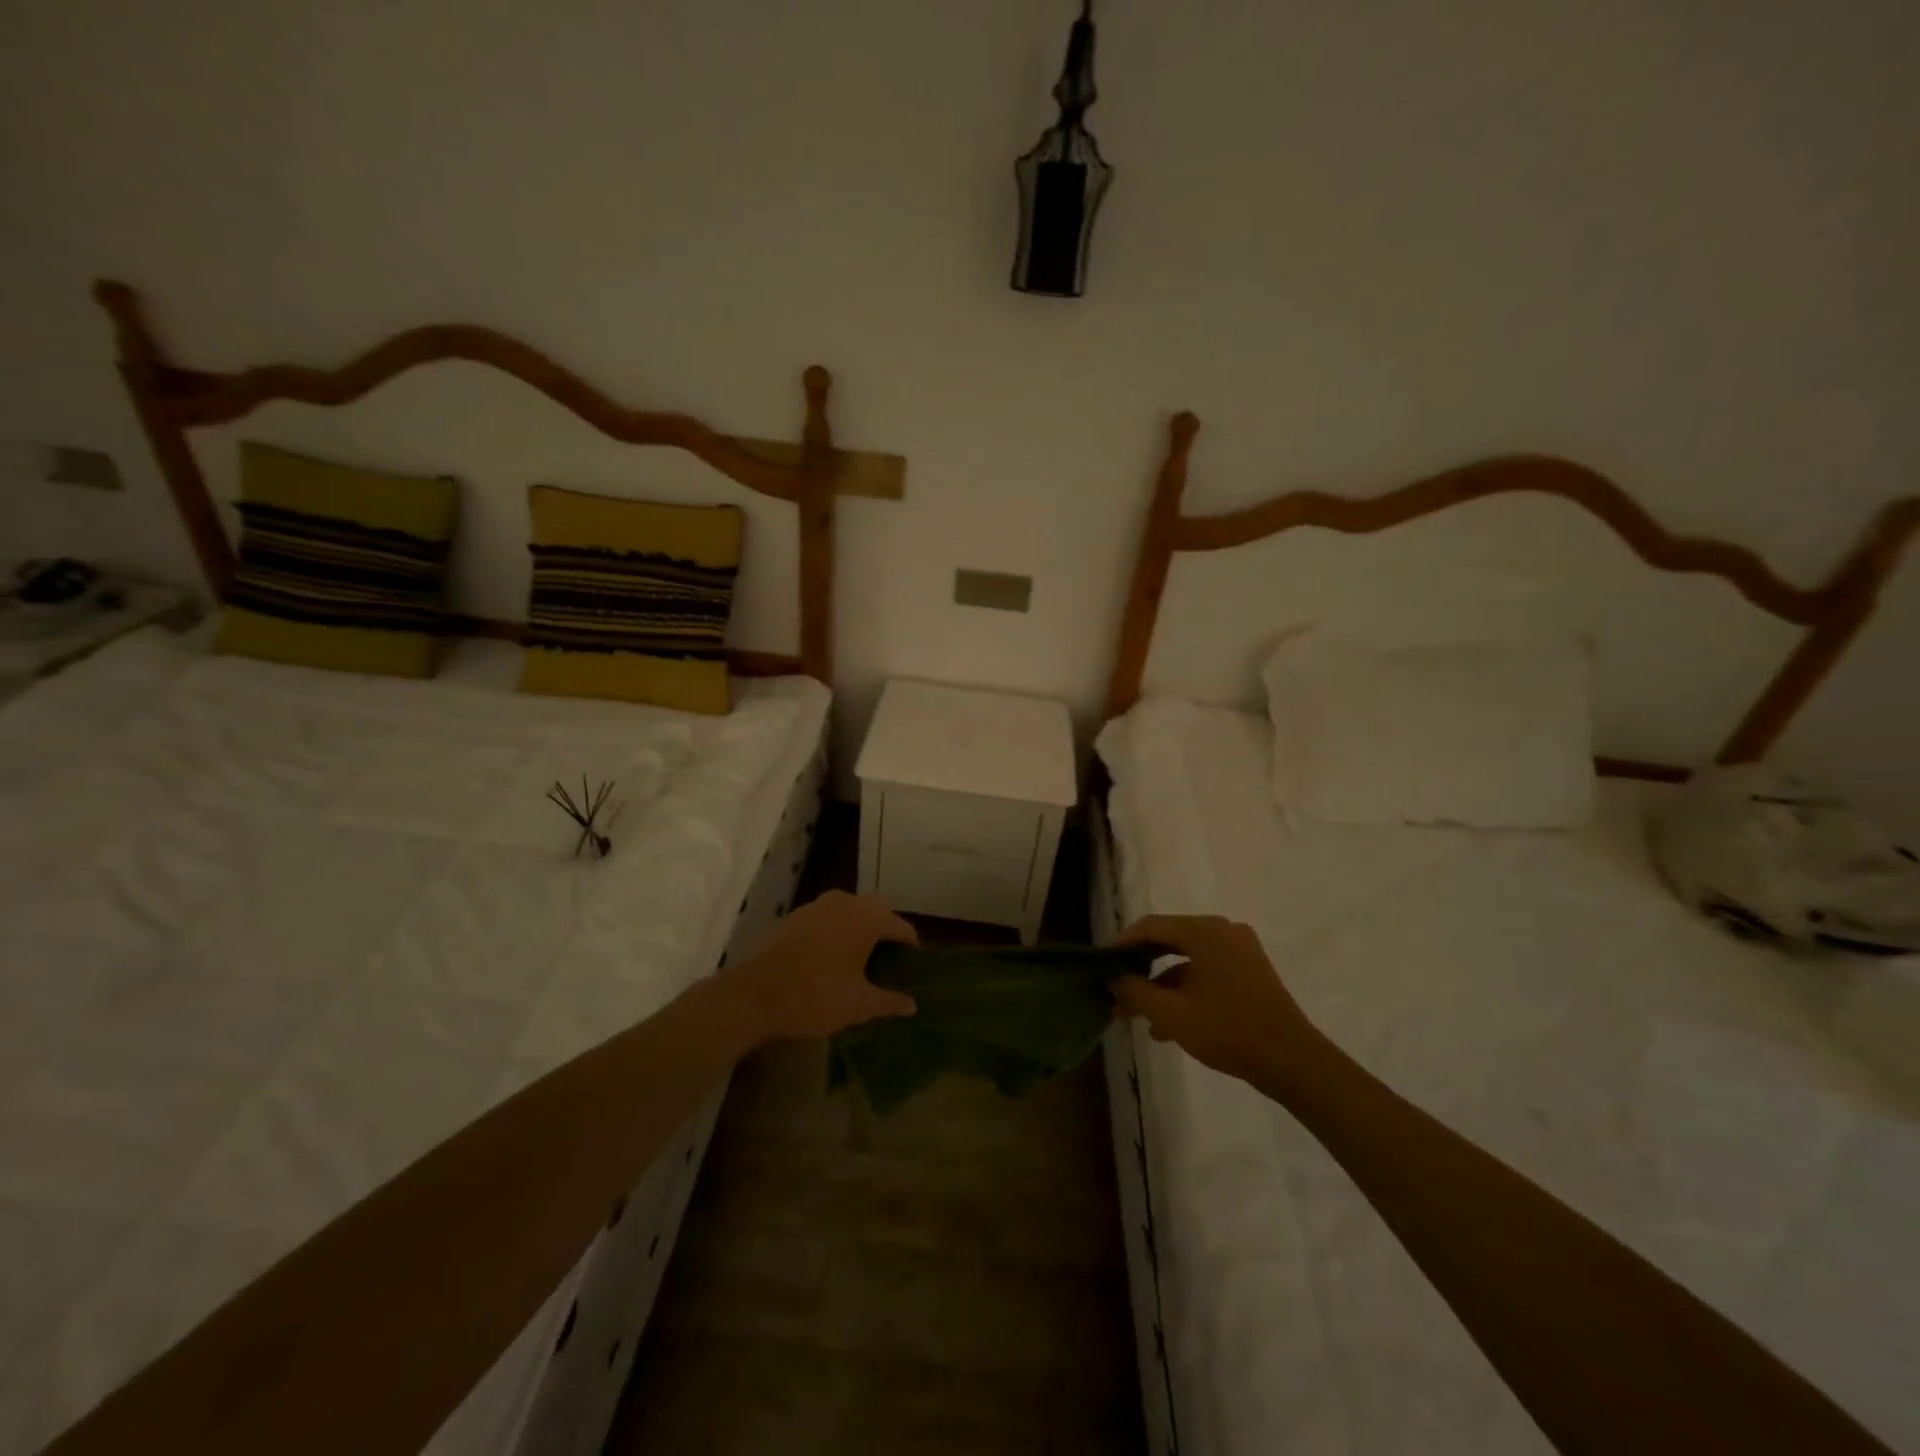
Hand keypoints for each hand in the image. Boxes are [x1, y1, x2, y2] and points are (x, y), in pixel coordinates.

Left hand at [724, 890, 917, 1042]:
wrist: (753, 995)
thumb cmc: (815, 996)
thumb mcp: (858, 1005)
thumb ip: (889, 1002)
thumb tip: (912, 1005)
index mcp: (866, 918)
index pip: (899, 926)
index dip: (910, 945)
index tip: (915, 963)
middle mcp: (844, 903)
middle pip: (875, 912)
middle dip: (885, 931)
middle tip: (890, 960)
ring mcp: (816, 906)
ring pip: (848, 911)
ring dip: (859, 928)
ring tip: (862, 958)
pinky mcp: (794, 917)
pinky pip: (826, 918)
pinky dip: (835, 931)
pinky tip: (831, 957)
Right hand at [1111, 914, 1325, 1089]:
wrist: (1294, 1062)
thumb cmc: (1228, 1030)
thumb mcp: (1171, 1013)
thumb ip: (1136, 991)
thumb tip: (1114, 979)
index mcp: (1205, 931)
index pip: (1150, 926)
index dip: (1121, 943)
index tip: (1101, 964)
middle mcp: (1223, 931)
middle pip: (1169, 940)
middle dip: (1140, 967)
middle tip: (1117, 987)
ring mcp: (1240, 952)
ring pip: (1187, 960)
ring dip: (1161, 984)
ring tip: (1138, 1015)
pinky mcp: (1250, 973)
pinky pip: (1206, 972)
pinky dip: (1185, 990)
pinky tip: (1167, 1025)